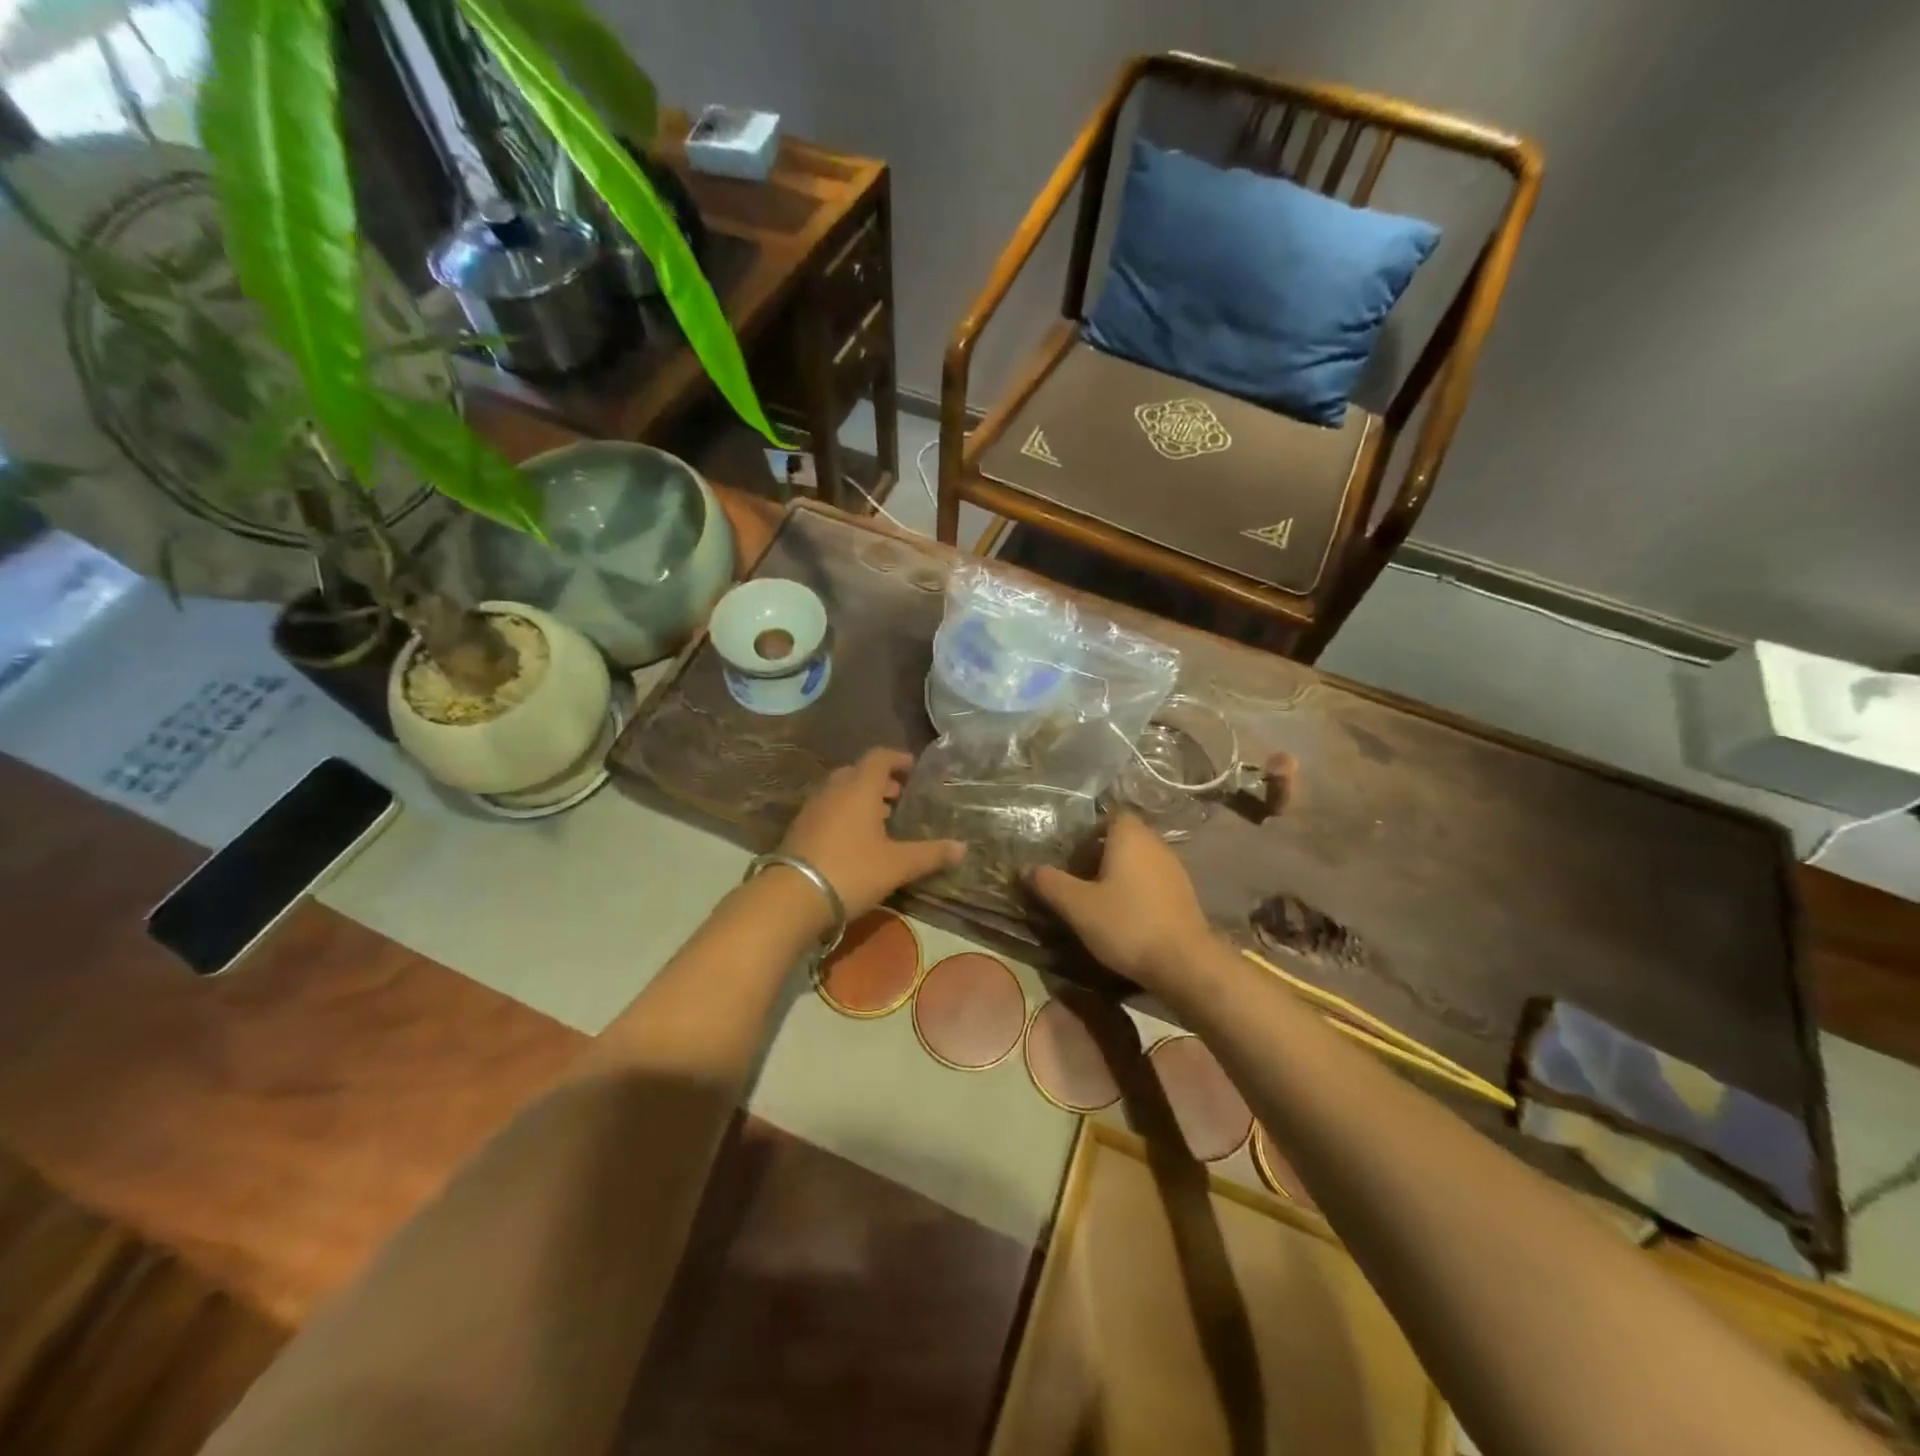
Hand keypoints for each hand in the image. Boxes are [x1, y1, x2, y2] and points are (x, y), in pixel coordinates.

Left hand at [779, 749, 965, 920]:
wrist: (792, 897)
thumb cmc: (851, 871)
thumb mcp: (897, 865)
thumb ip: (930, 855)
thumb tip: (962, 848)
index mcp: (859, 788)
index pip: (879, 758)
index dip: (898, 759)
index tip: (913, 768)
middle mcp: (834, 791)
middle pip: (857, 772)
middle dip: (879, 781)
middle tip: (898, 797)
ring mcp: (812, 809)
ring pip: (840, 791)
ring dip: (860, 798)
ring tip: (880, 820)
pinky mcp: (799, 829)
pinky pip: (827, 810)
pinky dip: (844, 814)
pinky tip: (855, 840)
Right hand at [1029, 813, 1212, 994]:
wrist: (1184, 962)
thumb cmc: (1126, 924)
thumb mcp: (1078, 905)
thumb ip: (1050, 883)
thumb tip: (1027, 868)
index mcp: (1130, 836)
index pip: (1111, 816)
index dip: (1091, 832)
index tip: (1074, 856)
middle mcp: (1156, 844)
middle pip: (1125, 837)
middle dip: (1102, 854)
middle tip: (1080, 880)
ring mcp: (1175, 868)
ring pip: (1141, 860)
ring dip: (1121, 874)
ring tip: (1100, 900)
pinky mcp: (1185, 894)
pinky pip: (1154, 880)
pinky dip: (1138, 890)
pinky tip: (1126, 916)